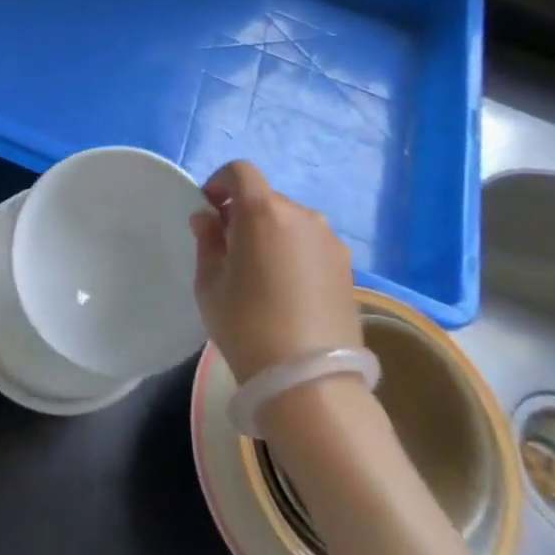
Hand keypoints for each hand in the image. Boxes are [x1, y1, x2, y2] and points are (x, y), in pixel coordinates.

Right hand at [191, 161, 361, 385]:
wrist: (309, 382)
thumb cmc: (247, 325)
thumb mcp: (210, 283)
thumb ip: (207, 241)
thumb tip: (208, 218)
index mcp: (263, 211)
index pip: (240, 172)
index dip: (220, 182)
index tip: (209, 210)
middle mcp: (301, 215)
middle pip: (266, 198)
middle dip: (244, 214)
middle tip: (230, 250)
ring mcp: (329, 241)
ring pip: (290, 223)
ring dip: (272, 234)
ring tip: (261, 275)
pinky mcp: (347, 268)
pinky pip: (311, 245)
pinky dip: (294, 253)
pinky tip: (287, 291)